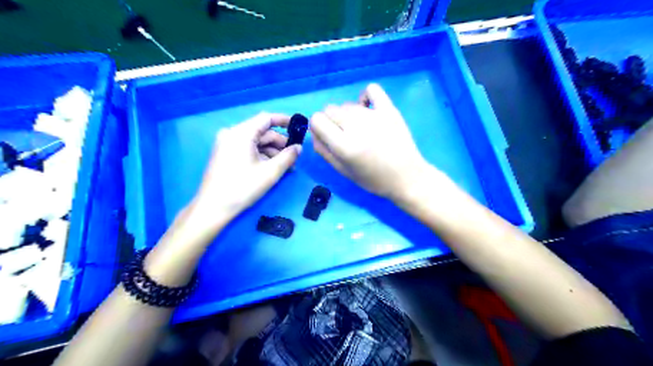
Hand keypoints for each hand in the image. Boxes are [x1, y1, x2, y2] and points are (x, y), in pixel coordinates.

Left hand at [189, 114, 299, 228]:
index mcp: (241, 133)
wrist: (213, 207)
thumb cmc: (243, 187)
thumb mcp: (270, 172)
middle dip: (280, 143)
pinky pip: (248, 149)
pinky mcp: (225, 154)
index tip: (298, 128)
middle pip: (262, 132)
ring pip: (256, 142)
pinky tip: (272, 168)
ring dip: (272, 152)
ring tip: (286, 166)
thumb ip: (288, 157)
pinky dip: (261, 155)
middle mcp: (232, 134)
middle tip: (294, 157)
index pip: (266, 118)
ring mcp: (227, 144)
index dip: (284, 121)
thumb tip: (299, 147)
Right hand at [310, 83, 432, 199]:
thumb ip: (324, 151)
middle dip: (331, 121)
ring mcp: (374, 115)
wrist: (407, 177)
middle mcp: (356, 127)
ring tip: (360, 128)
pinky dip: (365, 97)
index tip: (326, 135)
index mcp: (344, 146)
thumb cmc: (374, 179)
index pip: (317, 120)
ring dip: (347, 114)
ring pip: (347, 104)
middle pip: (330, 109)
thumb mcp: (343, 171)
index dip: (318, 127)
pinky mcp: (389, 109)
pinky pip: (371, 89)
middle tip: (344, 135)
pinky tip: (368, 109)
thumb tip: (314, 132)